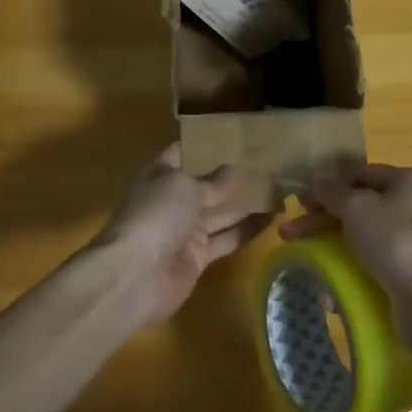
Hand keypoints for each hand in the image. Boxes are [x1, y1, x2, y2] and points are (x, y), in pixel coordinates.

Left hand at [91, 143, 272, 326]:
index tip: (235, 135)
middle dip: (232, 176)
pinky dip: (247, 230)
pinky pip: (227, 239)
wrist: (134, 277)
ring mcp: (186, 230)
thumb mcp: (186, 188)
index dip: (206, 144)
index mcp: (162, 175)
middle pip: (207, 184)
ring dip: (246, 203)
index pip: (184, 152)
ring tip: (278, 187)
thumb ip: (214, 182)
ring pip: (221, 212)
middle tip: (268, 162)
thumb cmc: (156, 216)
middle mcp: (174, 200)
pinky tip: (272, 218)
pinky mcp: (198, 257)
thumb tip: (236, 170)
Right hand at [279, 163, 411, 349]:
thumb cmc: (395, 240)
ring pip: (369, 237)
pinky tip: (335, 287)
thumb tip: (317, 179)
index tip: (301, 205)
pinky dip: (356, 270)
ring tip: (311, 264)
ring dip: (338, 247)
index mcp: (410, 180)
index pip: (361, 174)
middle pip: (363, 206)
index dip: (328, 187)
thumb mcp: (356, 207)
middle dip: (325, 220)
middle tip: (292, 234)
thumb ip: (333, 192)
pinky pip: (380, 264)